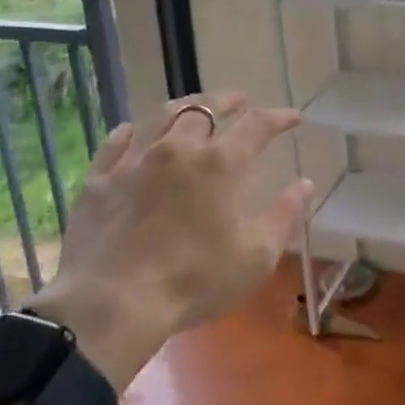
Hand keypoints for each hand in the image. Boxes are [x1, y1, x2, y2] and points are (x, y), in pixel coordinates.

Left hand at [27, 93, 309, 387]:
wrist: (112, 303)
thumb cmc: (194, 281)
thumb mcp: (255, 257)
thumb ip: (284, 215)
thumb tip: (305, 184)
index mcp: (219, 164)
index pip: (256, 127)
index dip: (277, 118)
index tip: (292, 117)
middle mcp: (177, 148)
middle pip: (204, 109)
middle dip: (226, 101)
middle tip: (238, 100)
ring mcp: (133, 161)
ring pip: (160, 116)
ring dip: (183, 106)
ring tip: (194, 106)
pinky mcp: (99, 180)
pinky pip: (115, 143)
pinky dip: (130, 132)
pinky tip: (133, 132)